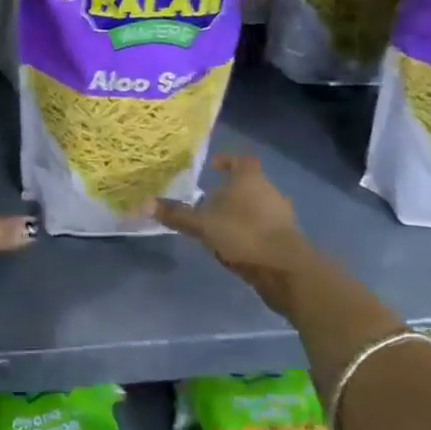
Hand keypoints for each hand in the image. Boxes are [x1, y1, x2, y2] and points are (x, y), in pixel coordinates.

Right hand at [156, 154, 318, 313]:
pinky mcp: (287, 239)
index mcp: (250, 178)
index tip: (212, 167)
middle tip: (207, 203)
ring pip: (256, 208)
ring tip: (218, 228)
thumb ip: (177, 215)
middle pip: (247, 185)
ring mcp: (281, 215)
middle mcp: (269, 191)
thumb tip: (143, 203)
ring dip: (239, 216)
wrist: (286, 269)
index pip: (240, 160)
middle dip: (228, 193)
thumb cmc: (244, 234)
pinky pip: (263, 229)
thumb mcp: (204, 225)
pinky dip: (249, 234)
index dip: (226, 161)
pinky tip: (235, 249)